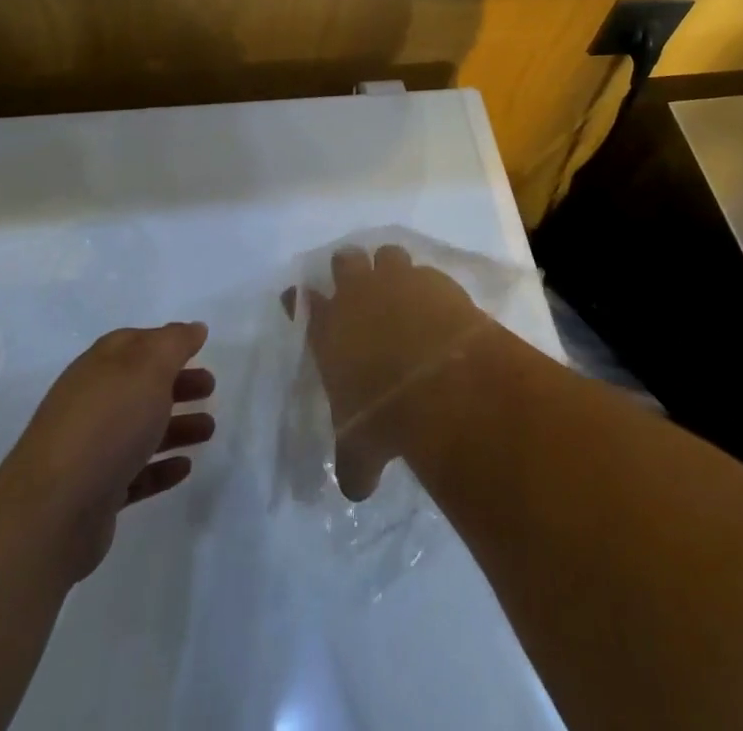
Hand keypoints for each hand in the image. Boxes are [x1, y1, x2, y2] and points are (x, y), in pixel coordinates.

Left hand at [3, 323, 214, 583]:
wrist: (53, 511)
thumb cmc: (107, 424)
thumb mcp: (148, 367)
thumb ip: (174, 343)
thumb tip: (193, 328)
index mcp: (100, 366)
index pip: (135, 343)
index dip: (167, 342)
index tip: (199, 347)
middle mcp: (92, 402)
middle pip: (141, 386)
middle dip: (177, 384)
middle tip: (210, 388)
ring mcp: (91, 450)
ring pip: (141, 430)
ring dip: (176, 426)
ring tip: (209, 431)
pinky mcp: (95, 494)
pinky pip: (135, 474)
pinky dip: (160, 467)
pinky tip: (184, 468)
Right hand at [295, 246, 490, 500]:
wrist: (440, 378)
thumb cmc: (384, 412)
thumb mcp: (362, 448)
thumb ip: (354, 463)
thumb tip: (356, 488)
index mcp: (329, 330)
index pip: (304, 303)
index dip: (301, 299)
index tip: (301, 297)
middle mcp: (358, 296)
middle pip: (344, 261)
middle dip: (348, 270)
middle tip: (358, 287)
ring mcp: (398, 282)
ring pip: (387, 254)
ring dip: (390, 268)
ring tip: (401, 290)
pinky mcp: (436, 280)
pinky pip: (426, 273)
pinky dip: (429, 286)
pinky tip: (438, 307)